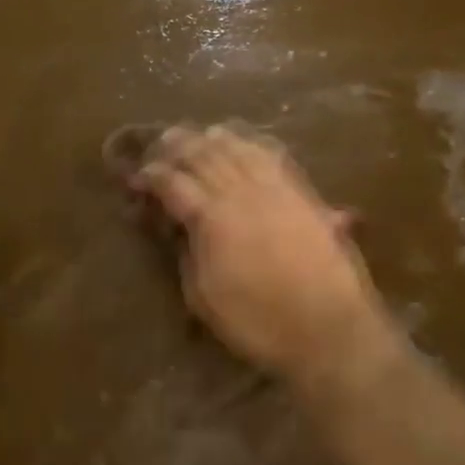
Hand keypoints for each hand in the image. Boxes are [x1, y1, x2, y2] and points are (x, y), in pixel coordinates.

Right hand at [135, 125, 389, 386]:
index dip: (151, 176)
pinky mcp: (302, 192)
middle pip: (203, 153)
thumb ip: (187, 254)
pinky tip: (245, 143)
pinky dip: (252, 143)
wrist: (328, 328)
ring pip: (237, 146)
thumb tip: (177, 228)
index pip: (173, 182)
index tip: (137, 178)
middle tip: (160, 147)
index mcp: (212, 216)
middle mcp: (241, 190)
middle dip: (177, 146)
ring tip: (198, 136)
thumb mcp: (204, 298)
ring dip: (212, 138)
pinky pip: (272, 154)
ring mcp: (275, 187)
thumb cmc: (259, 322)